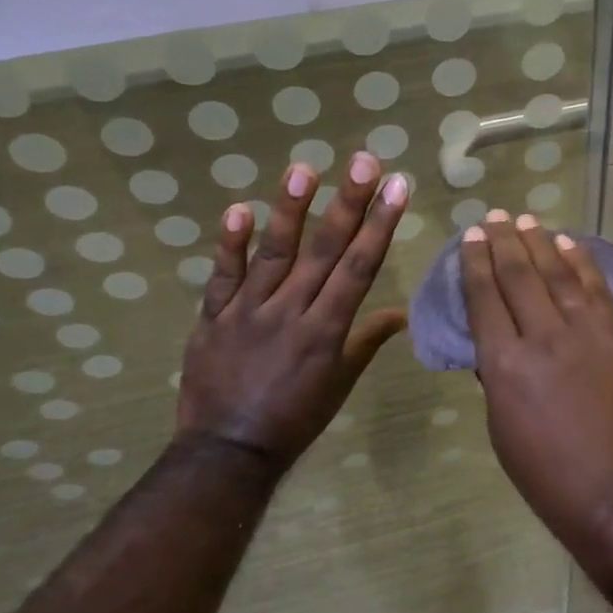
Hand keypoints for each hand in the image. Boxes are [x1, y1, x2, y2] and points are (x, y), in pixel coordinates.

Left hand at [176, 152, 409, 472]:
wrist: (228, 451)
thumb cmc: (295, 419)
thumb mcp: (339, 384)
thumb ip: (365, 342)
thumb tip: (400, 315)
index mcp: (326, 331)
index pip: (359, 268)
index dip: (380, 225)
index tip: (397, 188)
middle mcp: (290, 313)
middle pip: (324, 251)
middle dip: (348, 203)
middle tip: (364, 161)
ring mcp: (248, 312)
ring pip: (274, 254)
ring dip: (290, 210)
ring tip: (304, 169)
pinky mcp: (212, 317)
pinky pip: (221, 277)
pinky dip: (229, 245)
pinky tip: (240, 210)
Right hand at [461, 211, 612, 583]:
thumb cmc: (547, 475)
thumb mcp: (502, 429)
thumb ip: (496, 377)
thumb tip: (495, 344)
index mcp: (504, 365)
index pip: (485, 298)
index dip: (476, 262)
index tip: (472, 237)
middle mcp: (543, 338)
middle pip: (520, 275)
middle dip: (503, 242)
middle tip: (494, 217)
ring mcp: (587, 334)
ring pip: (559, 274)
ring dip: (541, 242)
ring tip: (526, 220)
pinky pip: (597, 290)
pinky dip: (583, 263)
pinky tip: (570, 244)